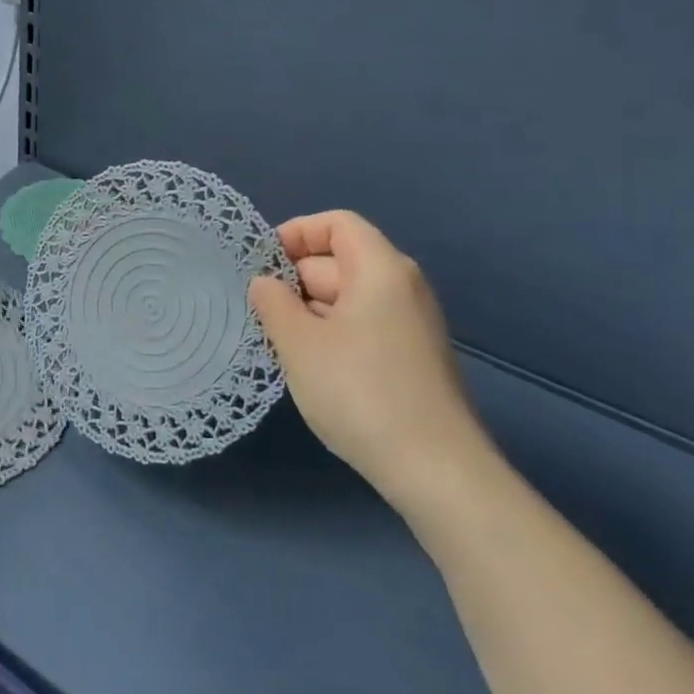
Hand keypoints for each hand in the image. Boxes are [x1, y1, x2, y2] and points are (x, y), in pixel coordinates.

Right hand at [249, 211, 492, 511]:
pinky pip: (362, 326)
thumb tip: (264, 283)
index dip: (296, 233)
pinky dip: (330, 333)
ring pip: (348, 297)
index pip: (337, 224)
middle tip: (257, 311)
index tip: (261, 264)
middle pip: (340, 260)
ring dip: (308, 310)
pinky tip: (309, 366)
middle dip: (294, 279)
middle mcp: (402, 287)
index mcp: (380, 269)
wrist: (436, 469)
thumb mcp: (299, 343)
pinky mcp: (411, 358)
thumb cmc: (360, 392)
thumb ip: (273, 303)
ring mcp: (410, 325)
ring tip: (276, 341)